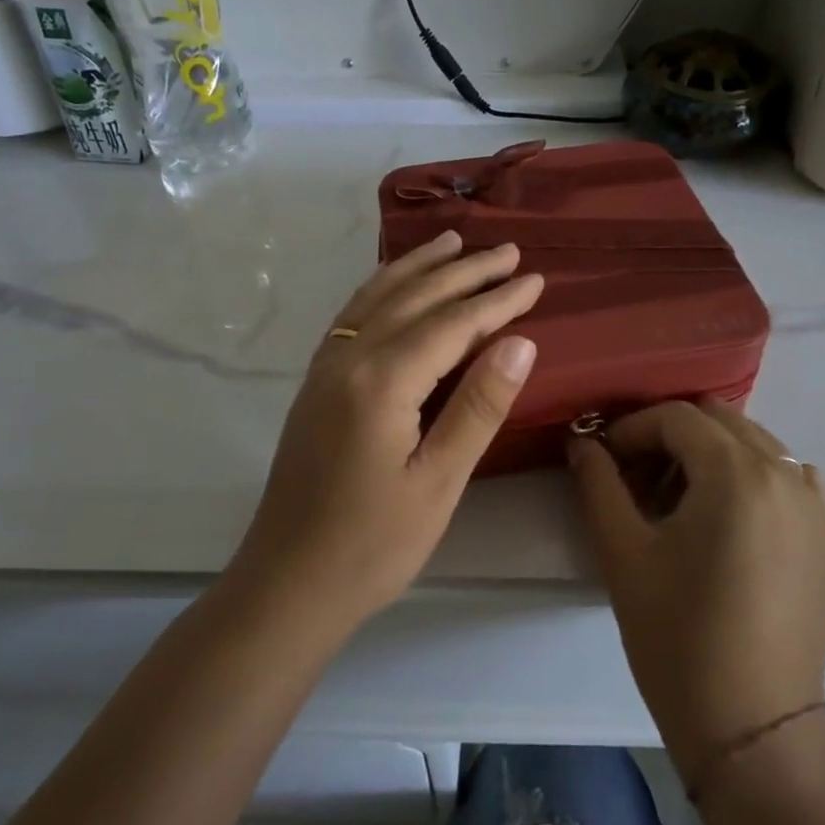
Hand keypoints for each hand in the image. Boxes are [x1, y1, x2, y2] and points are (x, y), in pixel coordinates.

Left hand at [233, 230, 543, 623]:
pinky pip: (353, 316)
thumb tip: (521, 341)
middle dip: (465, 271)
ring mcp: (325, 369)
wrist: (288, 582)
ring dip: (418, 267)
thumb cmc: (373, 544)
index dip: (497, 300)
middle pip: (415, 298)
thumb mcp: (439, 481)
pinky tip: (394, 286)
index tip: (536, 279)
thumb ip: (478, 406)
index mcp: (381, 381)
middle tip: (509, 251)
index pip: (452, 323)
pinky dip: (382, 289)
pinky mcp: (315, 385)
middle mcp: (348, 359)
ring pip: (377, 298)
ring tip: (453, 241)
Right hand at [569, 401, 824, 777]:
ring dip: (709, 453)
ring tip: (677, 499)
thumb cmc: (677, 637)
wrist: (752, 726)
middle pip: (717, 419)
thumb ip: (598, 483)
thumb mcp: (623, 553)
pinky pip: (787, 476)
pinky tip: (727, 518)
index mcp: (736, 473)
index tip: (603, 460)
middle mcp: (785, 473)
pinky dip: (751, 476)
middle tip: (634, 476)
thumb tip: (581, 443)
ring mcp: (815, 504)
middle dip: (668, 435)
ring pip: (754, 444)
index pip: (676, 417)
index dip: (630, 429)